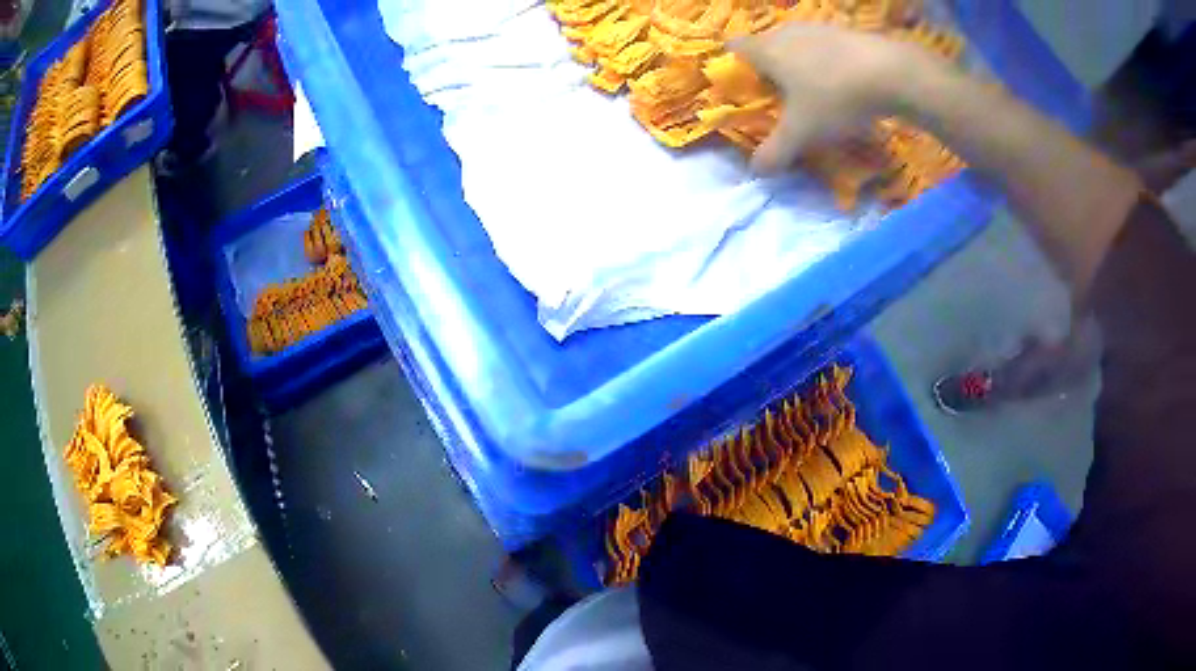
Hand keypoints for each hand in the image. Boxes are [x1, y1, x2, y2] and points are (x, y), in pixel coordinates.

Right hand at [729, 24, 936, 172]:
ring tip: (815, 92)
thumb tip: (755, 172)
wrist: (891, 73)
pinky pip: (824, 46)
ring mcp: (818, 28)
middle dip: (769, 69)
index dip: (733, 65)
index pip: (734, 47)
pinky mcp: (845, 31)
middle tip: (780, 98)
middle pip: (766, 45)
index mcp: (766, 49)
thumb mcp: (802, 133)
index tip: (744, 88)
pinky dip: (826, 62)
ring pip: (796, 44)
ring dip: (799, 64)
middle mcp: (786, 31)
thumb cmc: (835, 97)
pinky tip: (843, 83)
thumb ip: (775, 152)